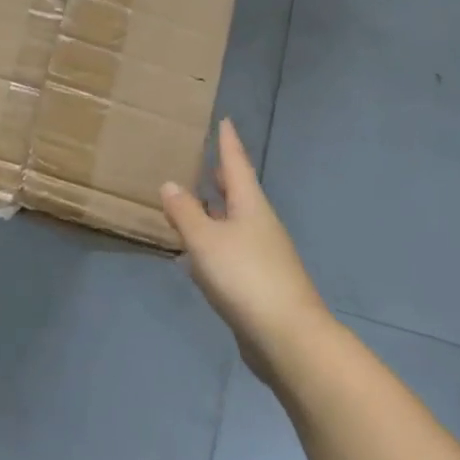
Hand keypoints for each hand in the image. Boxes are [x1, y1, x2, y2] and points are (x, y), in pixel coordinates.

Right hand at [161, 119, 328, 385]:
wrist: (288, 338)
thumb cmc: (245, 277)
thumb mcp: (205, 241)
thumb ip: (185, 212)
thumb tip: (171, 184)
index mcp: (250, 205)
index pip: (236, 164)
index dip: (228, 143)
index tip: (225, 120)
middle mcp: (260, 224)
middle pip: (239, 192)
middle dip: (222, 177)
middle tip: (205, 160)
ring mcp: (263, 254)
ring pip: (235, 221)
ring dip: (216, 211)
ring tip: (194, 203)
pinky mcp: (259, 282)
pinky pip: (232, 249)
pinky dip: (215, 241)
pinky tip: (198, 253)